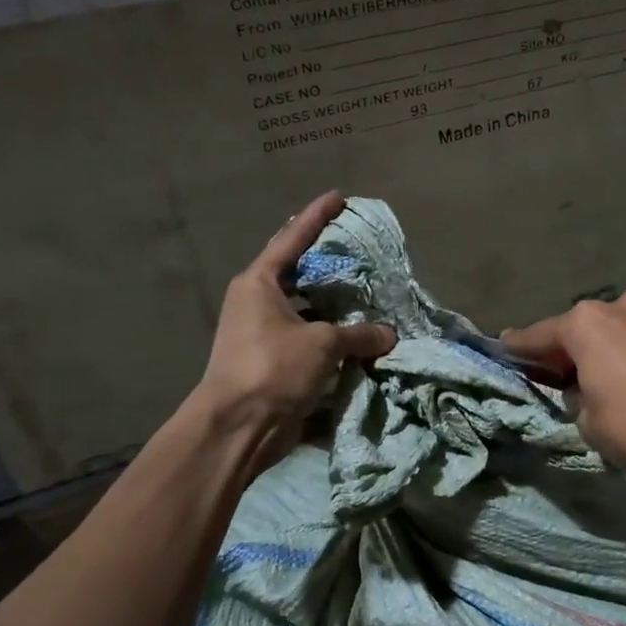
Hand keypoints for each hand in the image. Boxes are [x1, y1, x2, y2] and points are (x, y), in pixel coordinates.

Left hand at [196, 190, 395, 475]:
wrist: (237, 428)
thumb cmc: (273, 369)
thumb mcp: (322, 344)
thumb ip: (359, 334)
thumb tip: (389, 334)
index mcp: (259, 283)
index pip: (292, 239)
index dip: (317, 216)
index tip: (338, 196)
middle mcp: (257, 302)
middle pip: (297, 272)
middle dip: (326, 262)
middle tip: (358, 250)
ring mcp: (262, 333)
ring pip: (305, 309)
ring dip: (332, 305)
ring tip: (365, 294)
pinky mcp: (272, 362)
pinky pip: (307, 338)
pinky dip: (330, 337)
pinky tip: (357, 337)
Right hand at [500, 287, 625, 485]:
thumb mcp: (591, 425)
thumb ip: (578, 398)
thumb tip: (587, 388)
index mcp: (589, 323)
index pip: (541, 335)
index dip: (521, 347)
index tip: (505, 348)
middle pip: (588, 327)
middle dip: (577, 348)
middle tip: (571, 376)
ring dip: (620, 347)